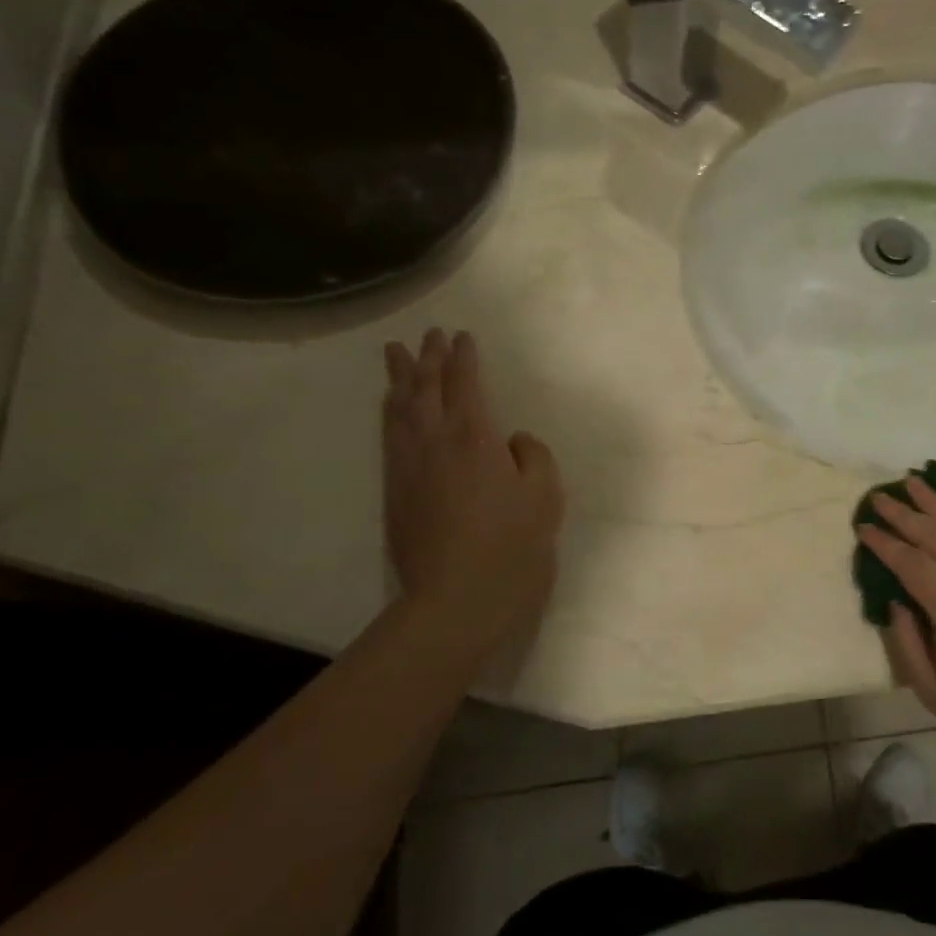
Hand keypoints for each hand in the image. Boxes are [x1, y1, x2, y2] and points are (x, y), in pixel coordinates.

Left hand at [383, 329, 563, 662]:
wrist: (456, 600)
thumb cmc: (511, 546)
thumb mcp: (546, 496)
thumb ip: (534, 456)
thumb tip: (514, 440)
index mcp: (474, 437)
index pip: (465, 383)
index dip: (464, 357)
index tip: (462, 337)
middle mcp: (434, 441)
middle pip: (425, 388)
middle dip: (429, 358)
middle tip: (429, 335)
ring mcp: (408, 466)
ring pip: (399, 408)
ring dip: (400, 378)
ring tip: (397, 354)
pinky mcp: (394, 491)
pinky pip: (389, 435)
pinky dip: (390, 411)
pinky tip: (391, 407)